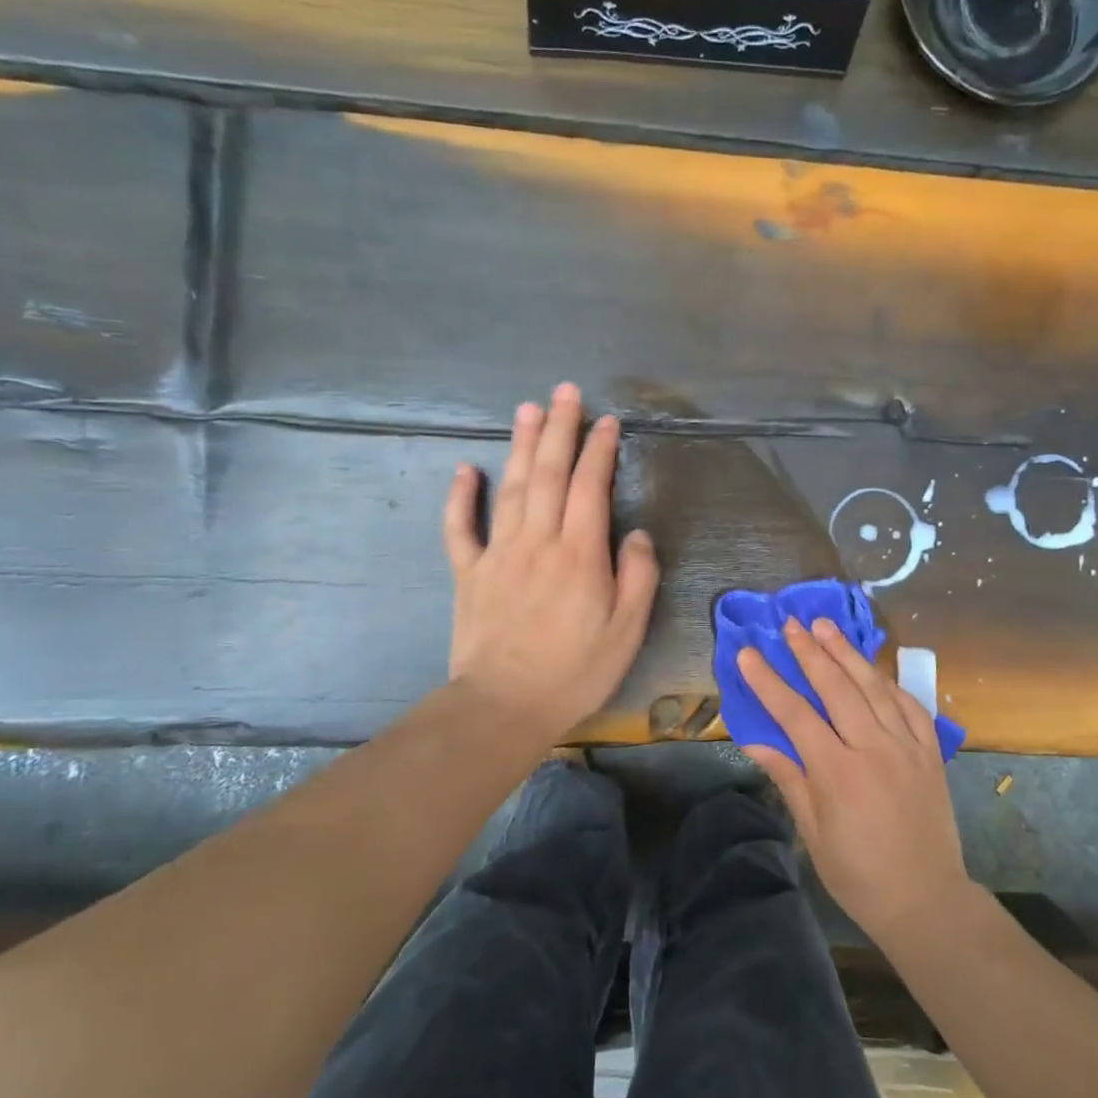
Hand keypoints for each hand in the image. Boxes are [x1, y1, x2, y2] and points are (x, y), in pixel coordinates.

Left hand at [443, 384, 659, 746]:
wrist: (505, 705)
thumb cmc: (575, 670)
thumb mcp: (627, 630)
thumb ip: (638, 576)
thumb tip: (638, 535)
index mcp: (580, 553)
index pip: (590, 486)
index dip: (599, 449)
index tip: (607, 421)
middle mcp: (539, 541)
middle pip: (549, 473)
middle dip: (559, 429)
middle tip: (564, 393)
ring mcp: (499, 553)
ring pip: (511, 488)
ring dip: (520, 445)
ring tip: (527, 409)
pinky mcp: (469, 573)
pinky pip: (460, 528)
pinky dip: (459, 496)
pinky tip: (463, 469)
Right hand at [739, 618, 970, 944]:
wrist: (926, 900)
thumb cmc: (859, 874)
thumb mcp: (813, 834)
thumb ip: (789, 779)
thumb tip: (755, 742)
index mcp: (837, 772)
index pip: (795, 714)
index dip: (768, 682)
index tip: (748, 654)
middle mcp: (872, 749)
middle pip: (836, 688)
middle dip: (810, 652)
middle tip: (792, 623)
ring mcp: (907, 747)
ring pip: (874, 687)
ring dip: (848, 654)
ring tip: (826, 626)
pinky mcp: (931, 753)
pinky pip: (911, 706)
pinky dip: (890, 683)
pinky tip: (874, 669)